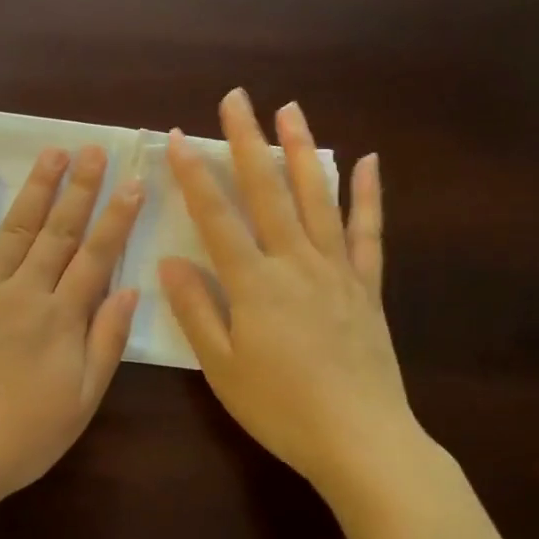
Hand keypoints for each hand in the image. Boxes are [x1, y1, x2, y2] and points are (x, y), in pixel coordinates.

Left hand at [0, 145, 143, 505]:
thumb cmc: (22, 438)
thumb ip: (106, 342)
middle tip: (93, 150)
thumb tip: (131, 289)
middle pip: (58, 233)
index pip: (96, 257)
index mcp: (61, 320)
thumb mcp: (82, 401)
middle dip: (80, 189)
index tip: (133, 181)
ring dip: (35, 189)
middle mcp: (24, 294)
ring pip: (13, 231)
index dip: (117, 218)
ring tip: (52, 153)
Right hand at [159, 89, 418, 489]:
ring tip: (292, 110)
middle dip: (249, 142)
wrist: (360, 439)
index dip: (196, 176)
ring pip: (317, 198)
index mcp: (255, 284)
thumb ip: (196, 310)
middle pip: (268, 192)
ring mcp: (336, 270)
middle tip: (237, 99)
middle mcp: (296, 263)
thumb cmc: (281, 408)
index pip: (217, 218)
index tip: (181, 137)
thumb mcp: (222, 367)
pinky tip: (368, 162)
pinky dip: (368, 195)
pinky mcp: (367, 286)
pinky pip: (368, 232)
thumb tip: (170, 263)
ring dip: (302, 151)